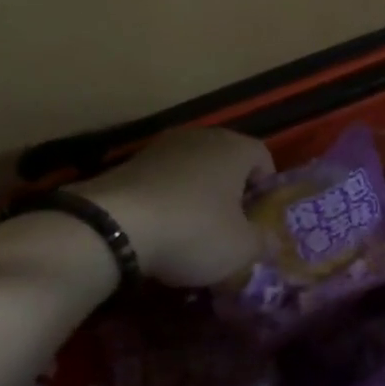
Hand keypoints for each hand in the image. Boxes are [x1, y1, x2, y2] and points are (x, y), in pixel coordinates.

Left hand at [81, 128, 273, 286]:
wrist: (115, 224)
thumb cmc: (194, 230)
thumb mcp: (241, 248)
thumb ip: (262, 241)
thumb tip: (269, 239)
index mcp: (235, 148)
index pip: (263, 158)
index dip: (266, 189)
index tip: (258, 220)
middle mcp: (202, 137)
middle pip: (226, 161)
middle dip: (230, 192)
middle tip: (229, 227)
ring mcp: (163, 146)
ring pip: (193, 169)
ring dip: (197, 194)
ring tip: (192, 231)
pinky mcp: (131, 162)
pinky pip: (163, 180)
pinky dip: (167, 200)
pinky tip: (160, 229)